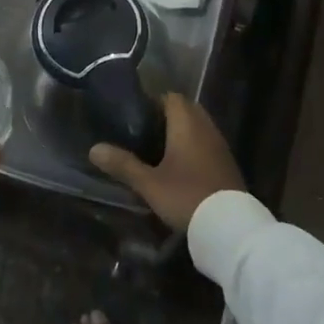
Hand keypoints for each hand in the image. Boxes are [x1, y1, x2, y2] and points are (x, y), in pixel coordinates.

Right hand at [88, 94, 242, 230]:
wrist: (229, 225)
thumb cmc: (186, 196)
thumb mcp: (149, 183)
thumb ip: (123, 164)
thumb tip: (94, 149)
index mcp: (187, 123)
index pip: (171, 97)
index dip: (154, 102)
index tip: (137, 115)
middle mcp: (206, 127)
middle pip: (187, 109)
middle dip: (168, 116)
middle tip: (146, 132)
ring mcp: (220, 144)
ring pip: (199, 126)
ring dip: (183, 132)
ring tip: (160, 149)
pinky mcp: (227, 163)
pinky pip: (207, 143)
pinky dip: (195, 147)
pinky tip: (182, 166)